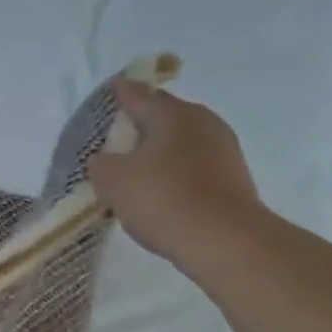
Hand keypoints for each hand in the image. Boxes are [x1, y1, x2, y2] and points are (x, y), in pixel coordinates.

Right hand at [88, 80, 266, 280]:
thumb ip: (100, 163)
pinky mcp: (232, 177)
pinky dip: (172, 173)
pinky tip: (157, 193)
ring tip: (132, 173)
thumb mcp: (112, 180)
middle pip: (162, 116)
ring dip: (155, 153)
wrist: (225, 241)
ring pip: (178, 142)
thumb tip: (106, 160)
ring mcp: (222, 149)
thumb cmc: (163, 198)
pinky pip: (191, 166)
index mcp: (172, 113)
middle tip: (113, 142)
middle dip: (138, 126)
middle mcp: (202, 122)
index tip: (109, 90)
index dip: (119, 92)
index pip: (137, 93)